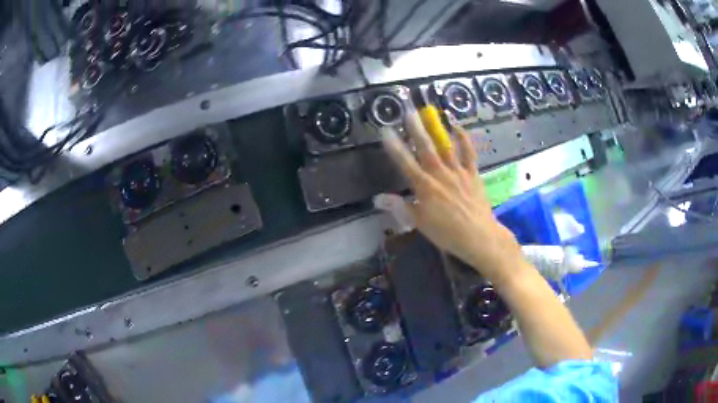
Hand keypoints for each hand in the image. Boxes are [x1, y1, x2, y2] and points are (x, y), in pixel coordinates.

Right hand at [381, 112, 523, 283]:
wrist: (479, 237)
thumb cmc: (447, 233)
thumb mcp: (420, 223)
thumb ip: (400, 208)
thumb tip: (378, 199)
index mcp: (424, 187)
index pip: (405, 163)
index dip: (394, 147)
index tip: (386, 131)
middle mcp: (440, 174)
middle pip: (426, 148)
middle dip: (415, 129)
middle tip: (408, 111)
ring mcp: (458, 172)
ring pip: (445, 146)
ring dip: (436, 129)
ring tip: (429, 113)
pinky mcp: (472, 174)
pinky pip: (468, 153)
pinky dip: (464, 139)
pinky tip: (457, 126)